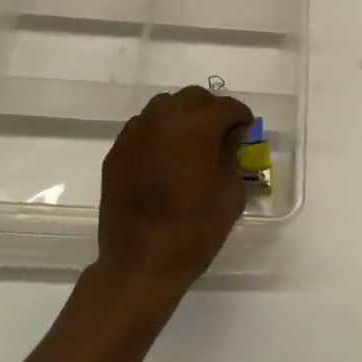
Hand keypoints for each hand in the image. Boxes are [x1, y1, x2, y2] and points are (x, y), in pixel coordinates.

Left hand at [95, 85, 254, 297]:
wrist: (140, 263)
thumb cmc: (194, 231)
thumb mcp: (230, 194)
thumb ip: (231, 157)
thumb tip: (227, 140)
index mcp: (196, 129)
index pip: (226, 107)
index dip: (241, 117)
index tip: (245, 132)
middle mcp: (162, 121)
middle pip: (193, 98)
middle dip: (211, 110)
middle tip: (220, 134)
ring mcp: (134, 135)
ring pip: (163, 106)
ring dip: (182, 117)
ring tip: (190, 143)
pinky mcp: (116, 152)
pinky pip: (141, 127)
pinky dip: (158, 132)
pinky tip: (164, 158)